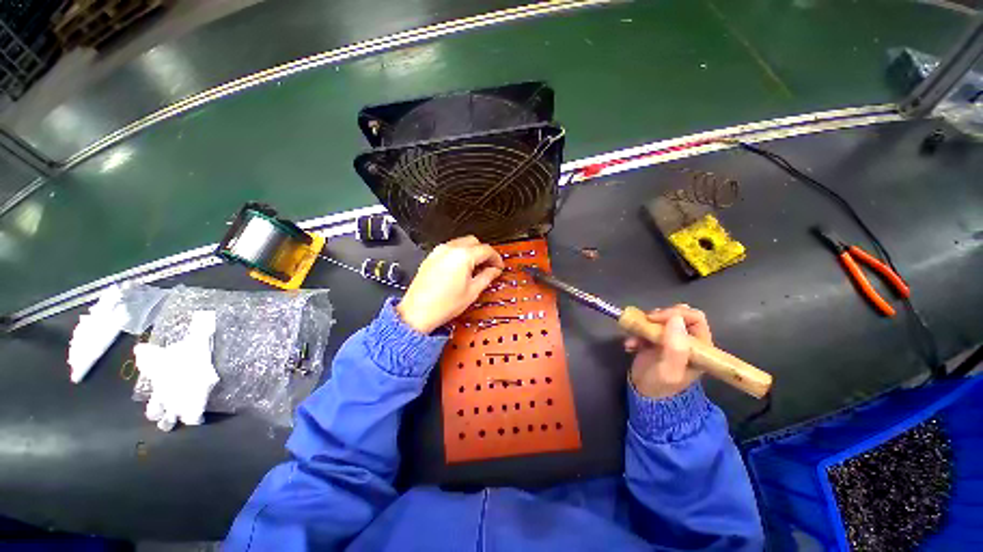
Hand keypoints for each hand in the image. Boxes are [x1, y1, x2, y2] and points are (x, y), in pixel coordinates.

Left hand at [397, 236, 503, 333]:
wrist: (418, 313)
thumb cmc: (442, 305)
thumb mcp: (472, 291)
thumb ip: (487, 277)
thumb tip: (494, 270)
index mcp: (463, 256)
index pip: (486, 250)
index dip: (496, 258)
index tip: (498, 266)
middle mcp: (449, 249)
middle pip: (474, 242)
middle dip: (484, 252)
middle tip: (489, 266)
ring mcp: (438, 252)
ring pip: (461, 243)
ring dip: (471, 252)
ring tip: (475, 269)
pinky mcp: (431, 257)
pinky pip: (449, 249)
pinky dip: (459, 254)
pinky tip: (461, 269)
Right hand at [625, 304, 712, 398]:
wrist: (645, 396)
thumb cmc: (661, 386)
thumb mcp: (670, 370)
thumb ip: (675, 348)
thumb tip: (676, 319)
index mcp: (699, 347)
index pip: (694, 318)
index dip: (676, 314)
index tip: (656, 319)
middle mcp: (686, 340)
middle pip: (677, 315)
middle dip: (659, 317)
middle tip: (646, 322)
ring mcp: (670, 339)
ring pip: (660, 320)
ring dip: (644, 325)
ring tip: (634, 339)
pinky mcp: (654, 340)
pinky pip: (646, 328)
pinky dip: (635, 333)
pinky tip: (630, 345)